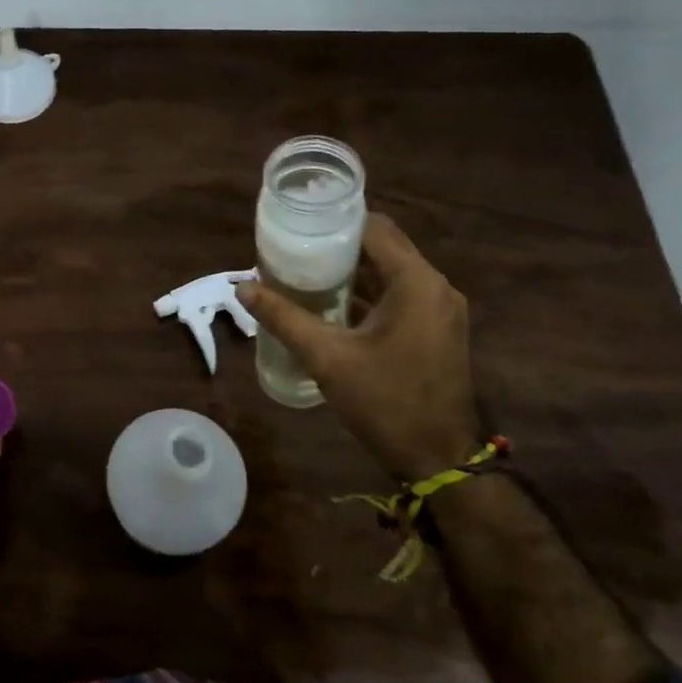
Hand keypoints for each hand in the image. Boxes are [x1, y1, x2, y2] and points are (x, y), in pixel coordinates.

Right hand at [236, 215, 479, 482]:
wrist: (438, 459)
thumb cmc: (385, 402)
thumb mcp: (327, 357)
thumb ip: (284, 317)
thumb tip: (242, 287)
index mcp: (416, 283)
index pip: (375, 228)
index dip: (335, 223)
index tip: (298, 226)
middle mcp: (435, 288)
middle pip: (383, 248)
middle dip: (338, 247)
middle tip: (293, 251)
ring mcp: (440, 311)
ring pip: (391, 273)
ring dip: (352, 272)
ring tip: (304, 274)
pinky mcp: (437, 331)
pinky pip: (400, 296)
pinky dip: (367, 294)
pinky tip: (331, 306)